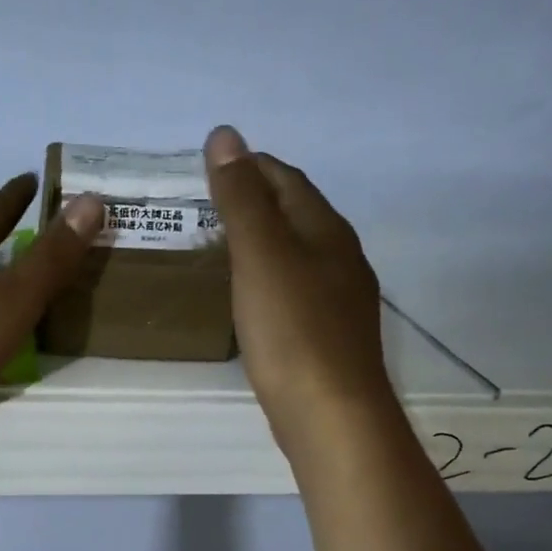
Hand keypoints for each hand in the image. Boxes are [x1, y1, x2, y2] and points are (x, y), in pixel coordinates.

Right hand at [204, 126, 394, 458]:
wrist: (331, 415)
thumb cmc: (292, 331)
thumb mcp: (260, 256)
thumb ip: (241, 198)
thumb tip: (225, 135)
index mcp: (326, 230)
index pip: (287, 179)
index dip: (250, 165)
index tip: (210, 166)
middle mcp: (341, 258)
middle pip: (297, 213)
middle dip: (258, 200)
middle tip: (210, 204)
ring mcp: (341, 299)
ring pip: (299, 253)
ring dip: (265, 240)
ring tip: (225, 245)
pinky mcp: (330, 336)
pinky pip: (298, 289)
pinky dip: (272, 278)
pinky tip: (254, 296)